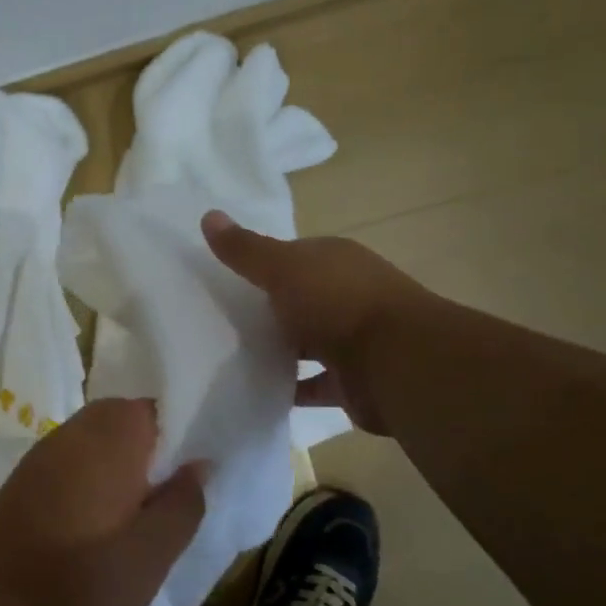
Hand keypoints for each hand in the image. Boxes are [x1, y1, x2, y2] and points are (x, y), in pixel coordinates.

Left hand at [0, 399, 206, 605]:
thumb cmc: (90, 584)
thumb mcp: (155, 552)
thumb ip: (183, 502)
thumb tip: (198, 464)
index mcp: (107, 441)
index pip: (148, 409)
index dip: (172, 434)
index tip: (183, 471)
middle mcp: (69, 435)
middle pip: (115, 418)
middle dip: (142, 446)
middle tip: (160, 493)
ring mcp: (38, 456)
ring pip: (87, 438)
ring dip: (111, 460)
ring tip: (128, 510)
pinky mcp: (20, 481)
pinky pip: (63, 461)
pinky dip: (82, 476)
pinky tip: (89, 520)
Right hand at [202, 210, 431, 434]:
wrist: (397, 363)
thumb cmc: (338, 303)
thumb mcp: (283, 268)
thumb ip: (246, 249)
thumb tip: (208, 215)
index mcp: (335, 261)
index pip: (292, 257)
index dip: (260, 265)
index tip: (224, 280)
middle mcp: (348, 295)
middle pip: (299, 300)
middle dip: (267, 310)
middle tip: (219, 321)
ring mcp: (354, 340)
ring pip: (307, 342)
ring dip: (279, 350)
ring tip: (232, 357)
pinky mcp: (353, 381)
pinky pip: (313, 384)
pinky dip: (291, 387)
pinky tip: (258, 390)